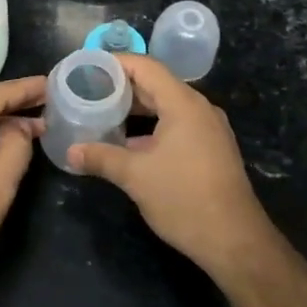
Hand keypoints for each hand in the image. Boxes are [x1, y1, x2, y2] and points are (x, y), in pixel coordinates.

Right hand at [68, 55, 274, 279]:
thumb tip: (71, 152)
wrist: (235, 242)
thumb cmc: (184, 199)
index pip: (145, 66)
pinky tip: (129, 142)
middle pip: (156, 84)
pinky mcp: (211, 148)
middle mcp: (199, 108)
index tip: (87, 69)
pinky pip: (177, 123)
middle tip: (88, 92)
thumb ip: (101, 158)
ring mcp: (208, 129)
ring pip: (166, 106)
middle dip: (121, 87)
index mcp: (183, 104)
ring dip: (136, 108)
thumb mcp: (135, 177)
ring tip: (103, 114)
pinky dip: (151, 125)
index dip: (115, 64)